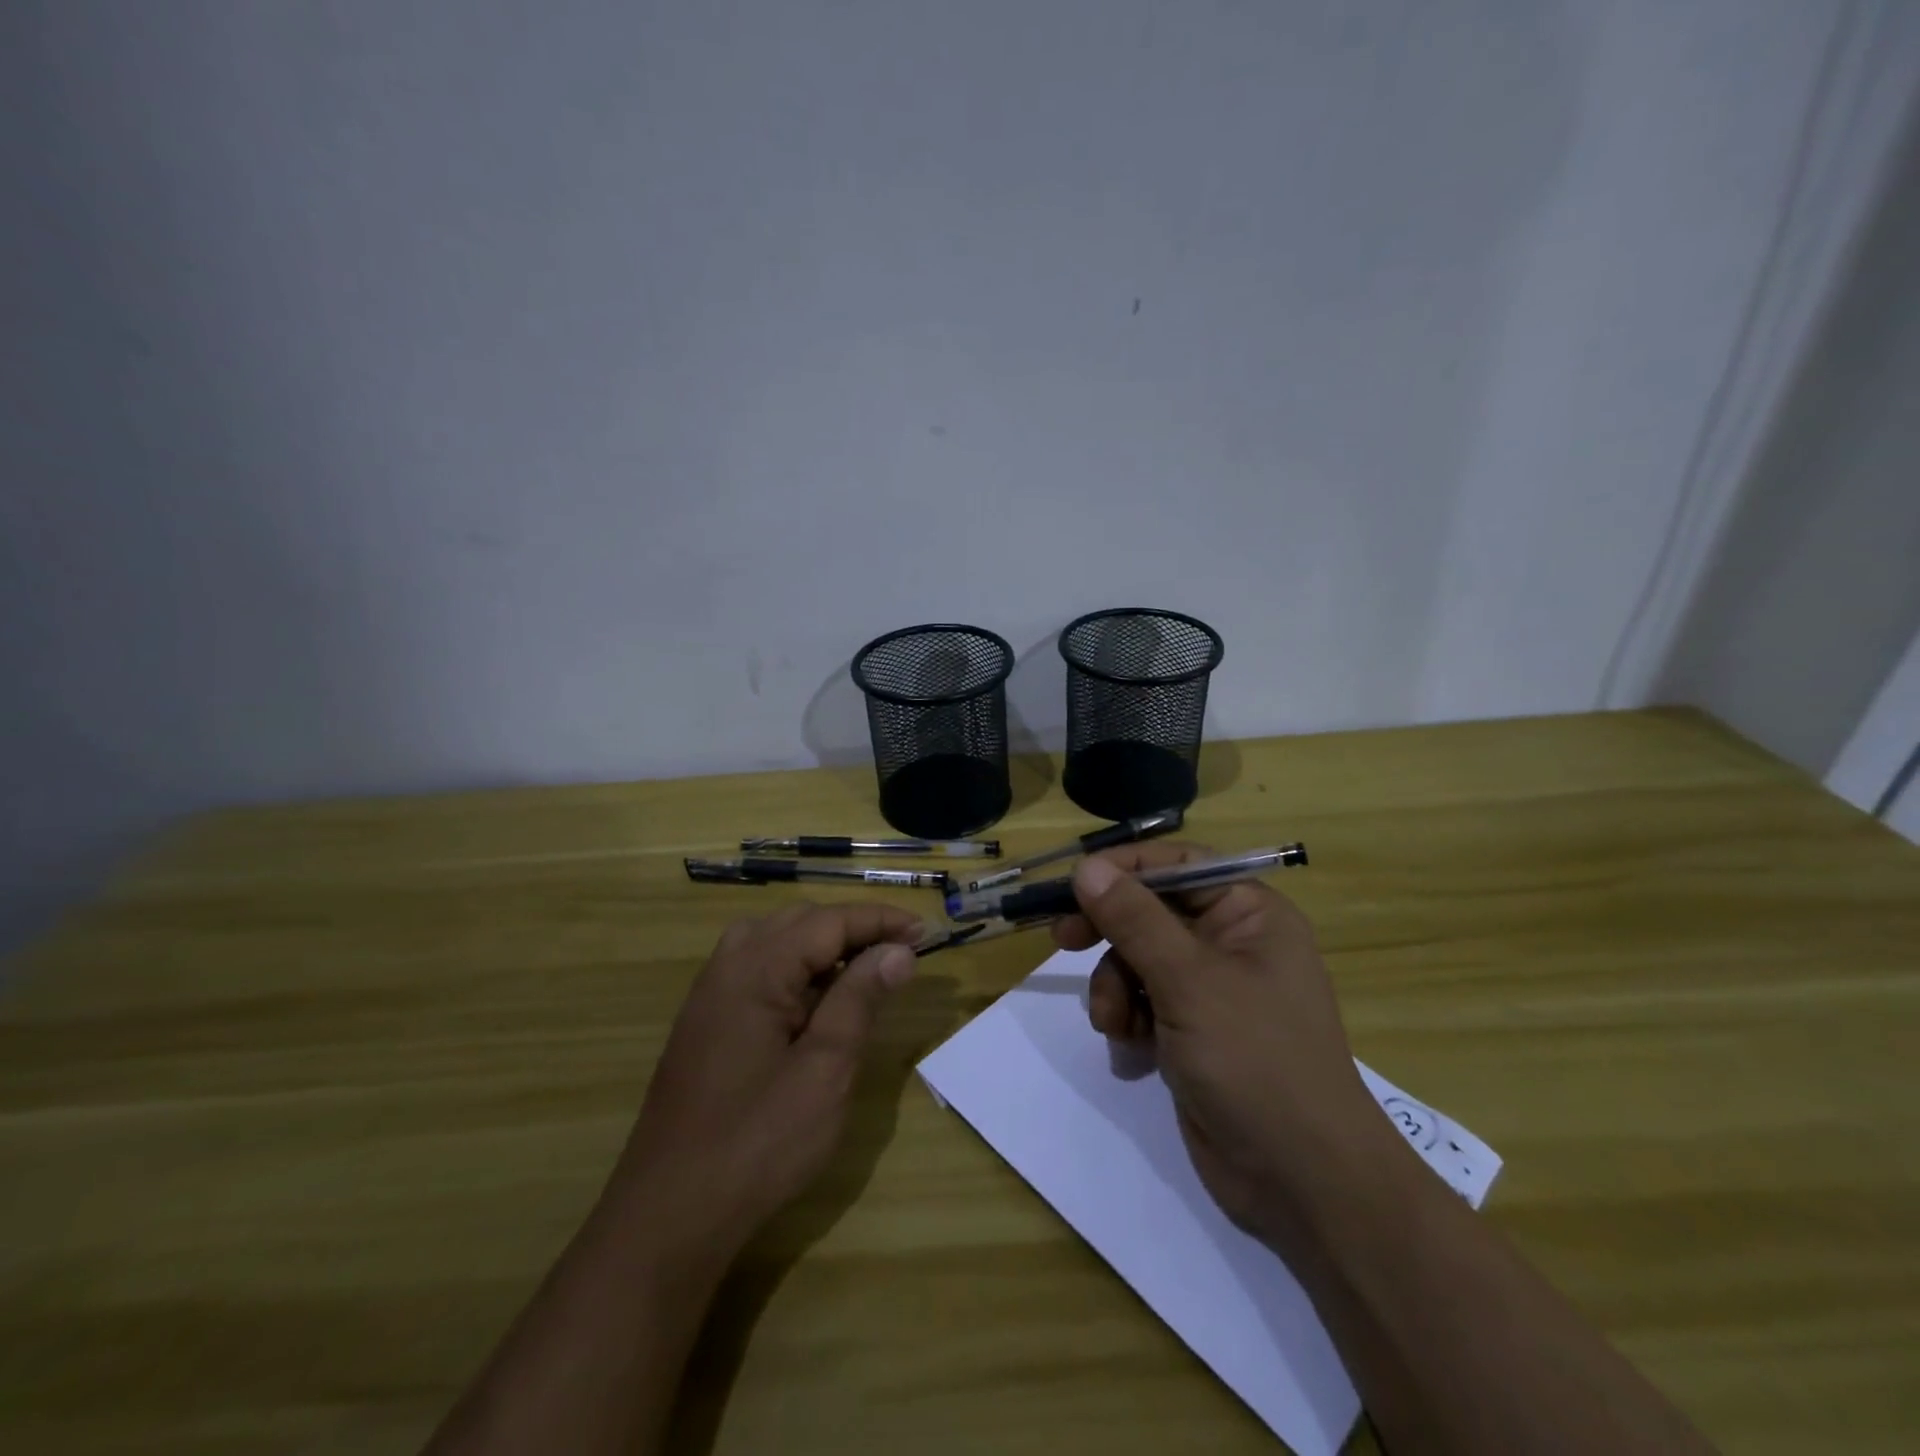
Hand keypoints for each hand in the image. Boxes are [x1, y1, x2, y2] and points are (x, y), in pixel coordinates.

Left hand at [614, 902, 920, 1264]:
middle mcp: (728, 966)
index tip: (926, 931)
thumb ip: (860, 999)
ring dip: (824, 946)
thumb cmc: (757, 1143)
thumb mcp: (825, 1069)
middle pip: (801, 922)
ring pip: (776, 940)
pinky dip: (797, 968)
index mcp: (756, 969)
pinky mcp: (706, 1021)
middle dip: (854, 929)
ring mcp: (711, 994)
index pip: (829, 921)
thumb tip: (899, 950)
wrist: (668, 1215)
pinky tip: (817, 1001)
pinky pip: (757, 968)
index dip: (880, 921)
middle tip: (901, 953)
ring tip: (864, 971)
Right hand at [1052, 843, 1379, 1246]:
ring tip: (1113, 1022)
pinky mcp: (1193, 1031)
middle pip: (1151, 912)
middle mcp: (1231, 943)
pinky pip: (1143, 1000)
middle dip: (1109, 931)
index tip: (1073, 884)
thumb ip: (1133, 919)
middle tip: (1063, 939)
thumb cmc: (1255, 1060)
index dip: (1124, 869)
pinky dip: (1127, 1017)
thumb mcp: (1188, 980)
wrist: (1302, 1181)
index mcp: (1249, 914)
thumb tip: (1087, 867)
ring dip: (1115, 986)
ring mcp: (1211, 990)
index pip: (1178, 866)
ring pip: (1138, 959)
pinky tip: (1127, 1045)